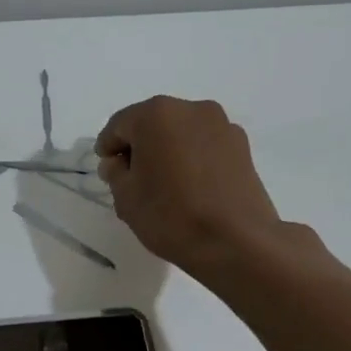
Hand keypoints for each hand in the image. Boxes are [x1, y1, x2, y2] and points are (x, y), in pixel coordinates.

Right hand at [96, 96, 306, 277]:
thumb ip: (115, 172)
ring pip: (181, 133)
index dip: (108, 148)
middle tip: (133, 179)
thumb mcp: (125, 197)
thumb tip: (119, 162)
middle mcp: (191, 108)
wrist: (237, 242)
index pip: (119, 125)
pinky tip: (191, 187)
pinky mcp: (242, 147)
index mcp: (156, 114)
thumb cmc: (170, 215)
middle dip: (139, 146)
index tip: (108, 172)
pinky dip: (192, 159)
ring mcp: (221, 125)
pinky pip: (205, 145)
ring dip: (168, 151)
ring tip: (165, 185)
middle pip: (153, 123)